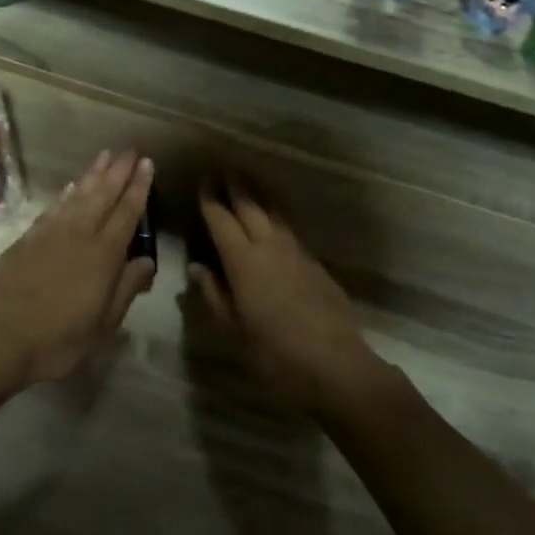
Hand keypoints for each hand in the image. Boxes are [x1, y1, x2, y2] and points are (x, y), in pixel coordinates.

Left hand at [0, 151, 156, 386]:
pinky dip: (66, 193)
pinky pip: (54, 207)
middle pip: (102, 194)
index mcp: (104, 254)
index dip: (138, 187)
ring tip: (105, 156)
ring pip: (77, 194)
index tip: (147, 164)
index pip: (127, 212)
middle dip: (118, 171)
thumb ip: (127, 288)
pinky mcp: (27, 238)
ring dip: (93, 174)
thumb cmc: (59, 339)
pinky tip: (71, 186)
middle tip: (130, 149)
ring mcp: (50, 233)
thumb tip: (148, 260)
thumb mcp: (104, 324)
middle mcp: (79, 234)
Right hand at [187, 179, 388, 414]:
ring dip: (258, 195)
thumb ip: (213, 294)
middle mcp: (269, 246)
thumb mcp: (232, 329)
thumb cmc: (274, 352)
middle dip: (235, 186)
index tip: (203, 180)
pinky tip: (274, 221)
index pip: (221, 220)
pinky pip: (289, 229)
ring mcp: (296, 252)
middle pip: (250, 206)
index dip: (211, 199)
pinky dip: (276, 216)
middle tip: (223, 168)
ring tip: (247, 182)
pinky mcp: (315, 263)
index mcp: (243, 261)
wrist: (336, 365)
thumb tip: (197, 267)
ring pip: (273, 213)